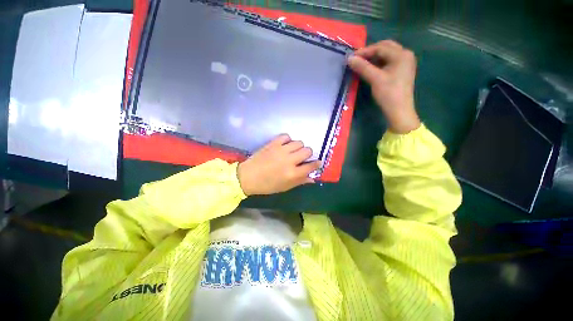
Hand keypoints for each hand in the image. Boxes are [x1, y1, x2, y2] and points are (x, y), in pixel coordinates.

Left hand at [237, 135, 320, 195]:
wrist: (248, 177)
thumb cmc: (267, 185)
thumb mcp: (285, 187)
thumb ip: (300, 181)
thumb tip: (312, 178)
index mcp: (293, 174)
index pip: (311, 166)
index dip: (317, 164)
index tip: (317, 162)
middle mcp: (289, 160)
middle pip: (307, 150)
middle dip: (308, 154)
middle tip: (301, 157)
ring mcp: (281, 150)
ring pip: (299, 142)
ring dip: (298, 147)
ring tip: (292, 151)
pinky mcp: (273, 143)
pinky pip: (286, 136)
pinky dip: (287, 140)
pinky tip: (284, 145)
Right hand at [348, 40, 420, 133]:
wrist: (399, 111)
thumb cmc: (388, 94)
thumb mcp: (375, 79)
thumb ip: (362, 67)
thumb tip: (349, 59)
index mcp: (401, 54)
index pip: (380, 47)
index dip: (365, 51)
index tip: (351, 57)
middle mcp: (406, 55)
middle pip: (386, 48)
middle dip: (370, 52)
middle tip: (357, 59)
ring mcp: (405, 63)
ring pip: (387, 55)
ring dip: (374, 57)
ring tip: (362, 63)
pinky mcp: (402, 71)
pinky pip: (389, 62)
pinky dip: (379, 63)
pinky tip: (371, 69)